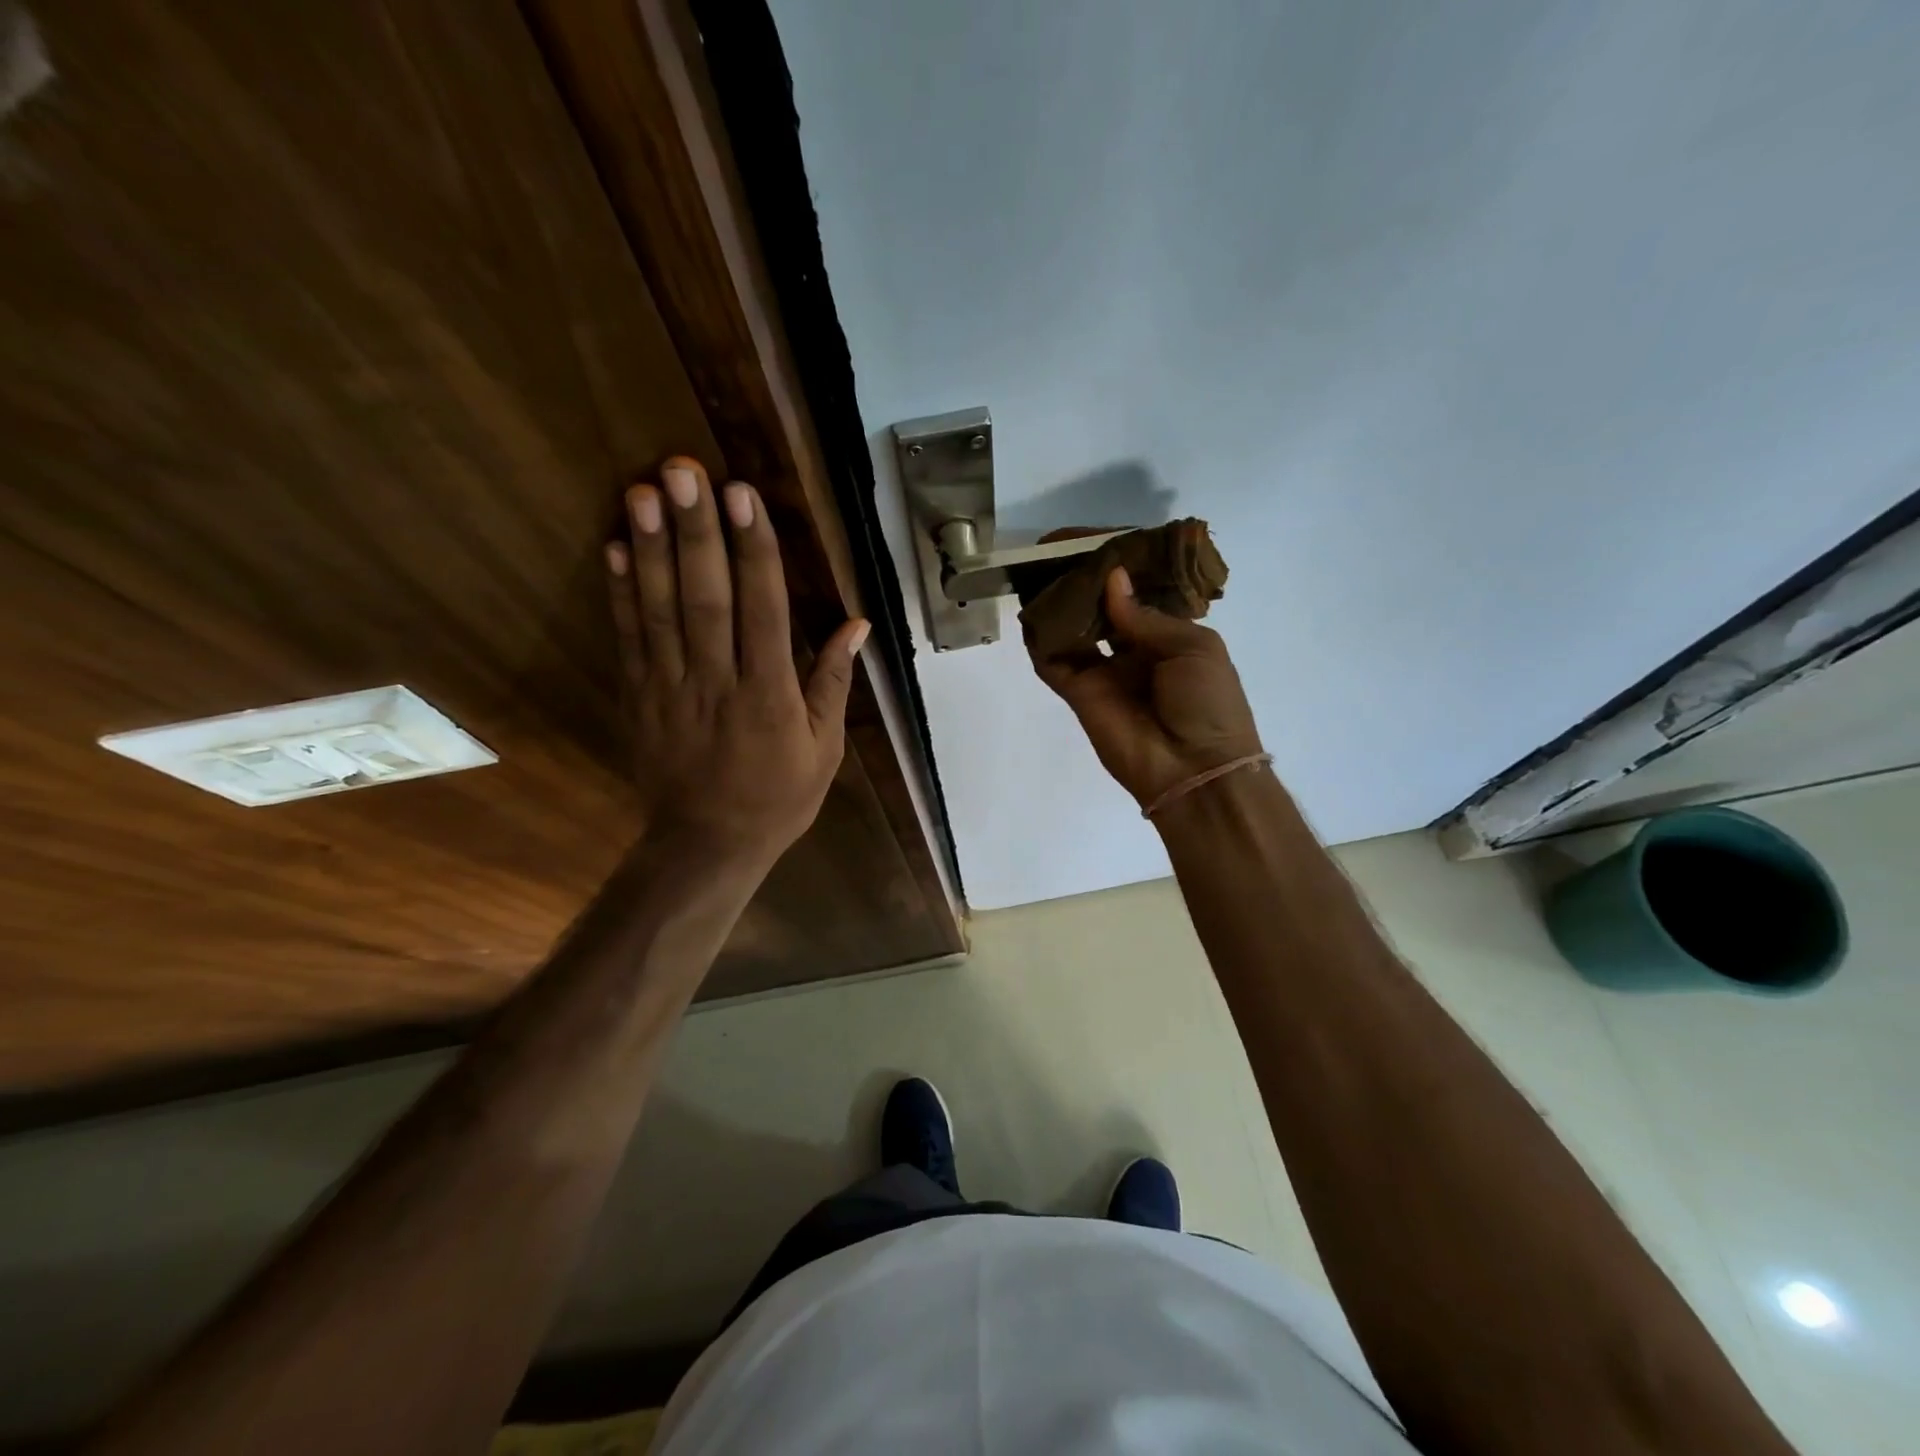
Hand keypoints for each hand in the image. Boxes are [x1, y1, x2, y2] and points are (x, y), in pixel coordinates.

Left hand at [606, 456, 868, 864]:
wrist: (706, 845)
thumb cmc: (777, 798)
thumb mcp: (823, 751)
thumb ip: (832, 684)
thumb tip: (857, 625)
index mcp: (769, 697)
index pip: (763, 612)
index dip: (754, 551)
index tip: (744, 497)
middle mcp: (717, 684)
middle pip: (705, 599)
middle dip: (695, 531)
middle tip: (684, 470)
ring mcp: (670, 689)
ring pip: (660, 610)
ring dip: (651, 548)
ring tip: (644, 489)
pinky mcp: (639, 697)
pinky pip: (629, 638)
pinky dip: (620, 592)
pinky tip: (614, 546)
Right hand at [1030, 566, 1261, 809]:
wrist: (1194, 769)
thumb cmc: (1208, 703)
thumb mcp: (1193, 647)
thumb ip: (1146, 615)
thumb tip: (1112, 578)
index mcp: (1169, 635)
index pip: (1137, 591)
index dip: (1118, 564)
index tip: (1096, 539)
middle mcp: (1133, 649)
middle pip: (1100, 606)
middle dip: (1082, 578)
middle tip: (1057, 548)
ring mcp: (1103, 671)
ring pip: (1073, 629)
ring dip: (1058, 602)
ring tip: (1038, 569)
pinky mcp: (1078, 693)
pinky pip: (1053, 661)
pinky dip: (1040, 638)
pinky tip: (1030, 609)